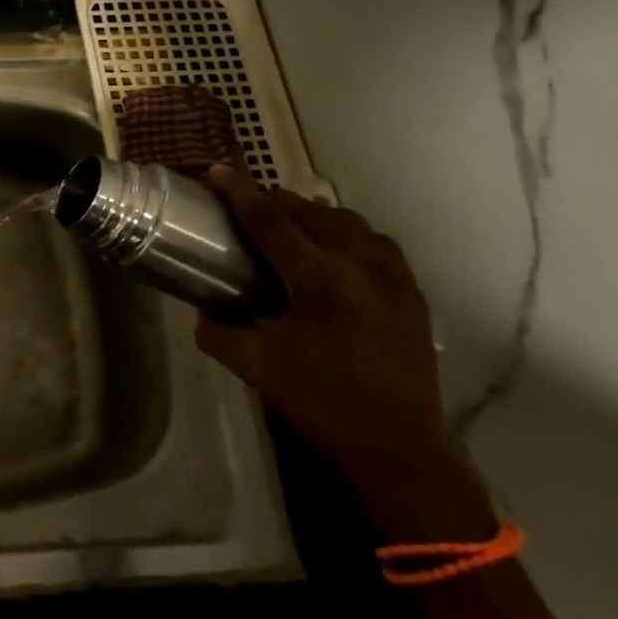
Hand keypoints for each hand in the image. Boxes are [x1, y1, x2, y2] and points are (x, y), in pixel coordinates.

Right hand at [196, 167, 456, 490]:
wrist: (399, 448)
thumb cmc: (322, 402)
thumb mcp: (255, 367)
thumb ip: (219, 331)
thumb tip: (204, 310)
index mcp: (320, 278)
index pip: (271, 221)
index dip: (240, 193)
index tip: (218, 171)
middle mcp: (361, 266)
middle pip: (312, 213)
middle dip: (276, 202)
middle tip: (247, 205)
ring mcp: (394, 279)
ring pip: (350, 223)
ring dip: (315, 216)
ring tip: (290, 224)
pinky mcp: (413, 296)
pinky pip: (378, 245)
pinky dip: (349, 236)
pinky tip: (337, 253)